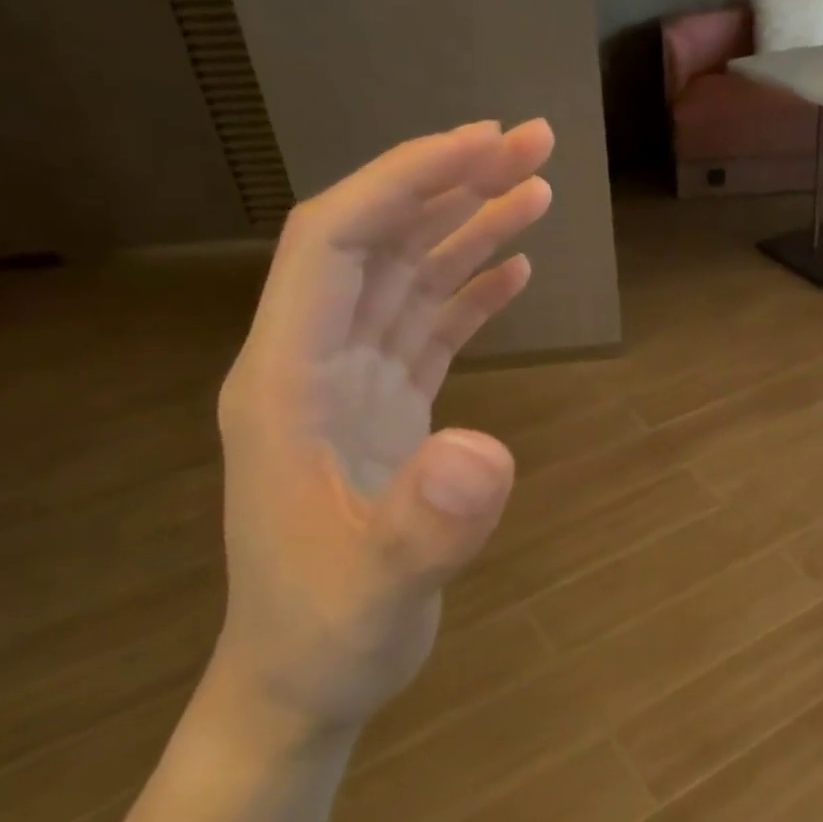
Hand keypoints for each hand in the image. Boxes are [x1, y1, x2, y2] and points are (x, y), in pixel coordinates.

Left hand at [209, 120, 553, 741]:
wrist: (305, 677)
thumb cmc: (326, 634)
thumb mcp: (379, 590)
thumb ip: (426, 525)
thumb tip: (486, 451)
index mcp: (286, 380)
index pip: (335, 243)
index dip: (405, 183)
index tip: (482, 145)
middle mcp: (313, 364)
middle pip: (378, 243)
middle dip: (450, 184)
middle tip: (532, 144)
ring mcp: (349, 386)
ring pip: (407, 279)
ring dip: (467, 228)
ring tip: (536, 187)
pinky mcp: (384, 410)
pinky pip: (427, 328)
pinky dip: (469, 291)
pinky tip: (512, 268)